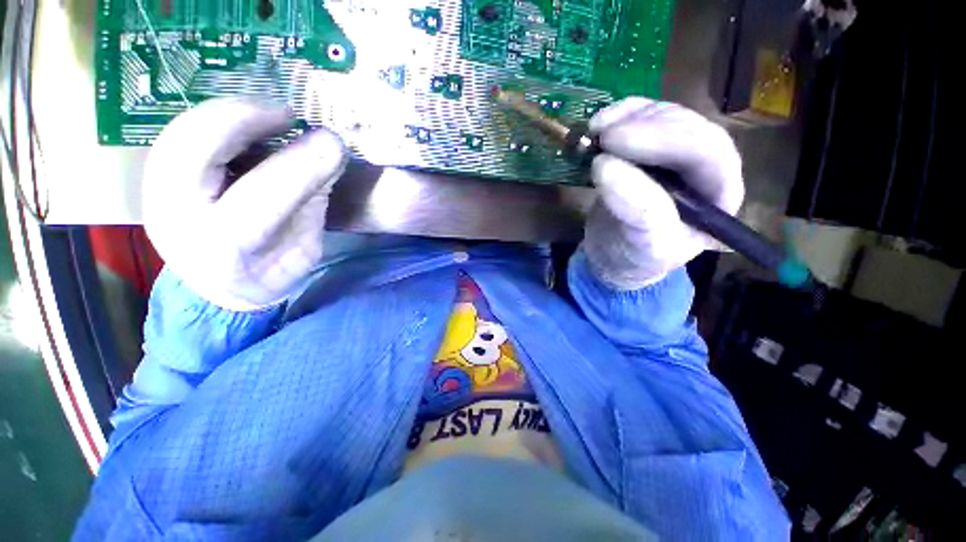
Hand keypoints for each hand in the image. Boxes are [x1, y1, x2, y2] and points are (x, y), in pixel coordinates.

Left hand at [142, 98, 347, 310]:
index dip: (300, 163)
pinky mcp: (152, 183)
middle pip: (194, 151)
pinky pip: (177, 137)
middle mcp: (178, 220)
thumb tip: (328, 157)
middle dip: (243, 119)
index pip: (262, 196)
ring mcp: (156, 199)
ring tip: (267, 114)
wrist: (222, 290)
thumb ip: (313, 203)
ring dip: (226, 113)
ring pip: (178, 135)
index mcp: (226, 249)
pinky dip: (212, 121)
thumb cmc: (273, 273)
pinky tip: (242, 123)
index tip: (331, 142)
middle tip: (286, 114)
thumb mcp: (306, 248)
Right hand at [582, 98, 743, 289]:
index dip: (663, 140)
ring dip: (630, 117)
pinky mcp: (648, 148)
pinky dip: (621, 115)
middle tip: (601, 133)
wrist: (614, 255)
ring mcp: (675, 154)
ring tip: (595, 130)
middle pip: (688, 127)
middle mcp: (704, 168)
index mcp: (718, 196)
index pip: (707, 153)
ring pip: (666, 116)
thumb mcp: (643, 248)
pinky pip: (643, 118)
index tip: (613, 141)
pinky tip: (600, 124)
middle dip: (644, 125)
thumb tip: (605, 165)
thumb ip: (637, 212)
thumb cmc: (635, 259)